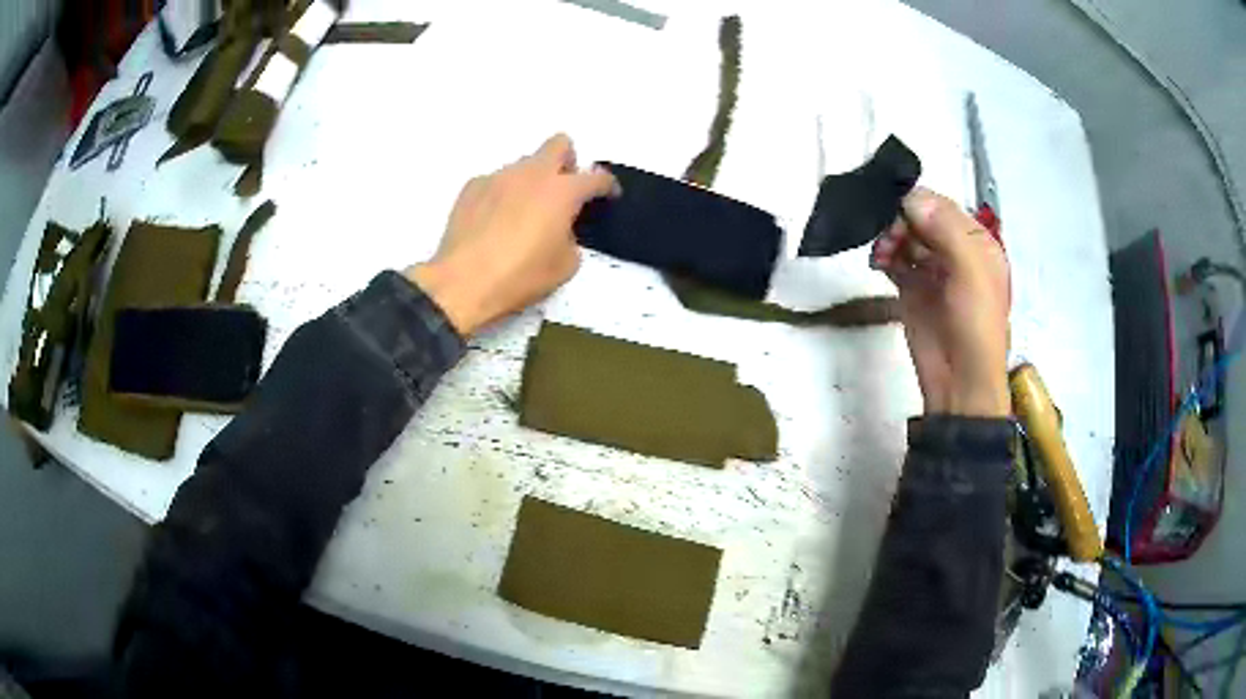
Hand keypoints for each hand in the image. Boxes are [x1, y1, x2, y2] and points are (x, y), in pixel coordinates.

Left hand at [406, 134, 618, 335]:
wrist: (463, 282)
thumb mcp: (565, 265)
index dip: (607, 186)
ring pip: (525, 164)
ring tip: (523, 214)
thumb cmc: (520, 276)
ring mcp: (499, 176)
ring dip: (532, 181)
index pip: (596, 177)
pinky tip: (495, 222)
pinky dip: (503, 195)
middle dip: (568, 162)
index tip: (608, 195)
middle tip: (564, 191)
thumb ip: (571, 237)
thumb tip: (560, 230)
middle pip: (559, 144)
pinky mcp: (473, 186)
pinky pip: (497, 181)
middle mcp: (532, 174)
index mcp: (563, 191)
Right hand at [870, 188, 1010, 417]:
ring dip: (890, 238)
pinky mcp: (911, 289)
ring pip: (905, 237)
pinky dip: (883, 256)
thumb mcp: (971, 273)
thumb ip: (946, 230)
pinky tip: (879, 263)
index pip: (942, 206)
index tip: (895, 209)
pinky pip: (894, 260)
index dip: (919, 203)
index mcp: (976, 243)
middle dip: (901, 221)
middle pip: (921, 219)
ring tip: (882, 255)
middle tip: (888, 237)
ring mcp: (931, 270)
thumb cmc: (975, 326)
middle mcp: (954, 251)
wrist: (959, 382)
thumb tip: (911, 196)